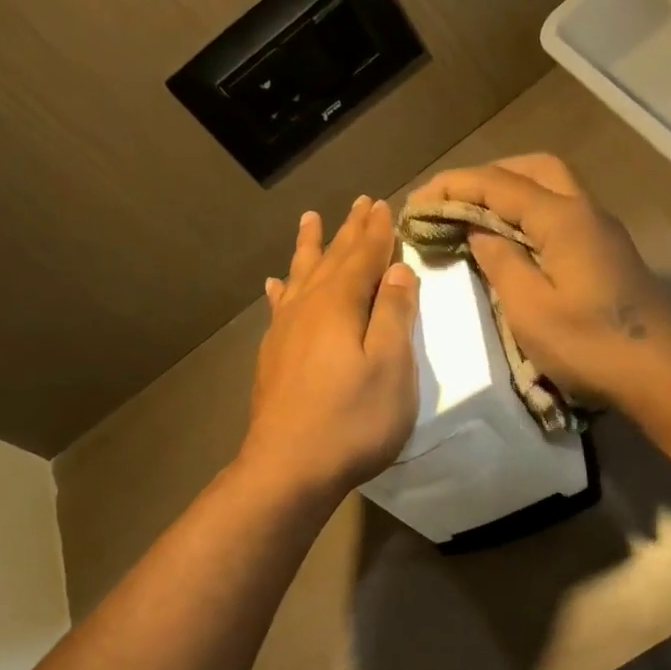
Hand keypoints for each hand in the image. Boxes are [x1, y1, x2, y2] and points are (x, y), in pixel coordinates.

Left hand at [239, 196, 419, 502]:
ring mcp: (284, 332)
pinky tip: (276, 284)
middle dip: (348, 231)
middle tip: (359, 202)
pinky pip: (279, 307)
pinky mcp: (273, 357)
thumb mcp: (392, 367)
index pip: (364, 256)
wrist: (289, 467)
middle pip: (331, 260)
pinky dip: (282, 290)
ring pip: (300, 276)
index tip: (385, 204)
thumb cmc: (352, 420)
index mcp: (340, 305)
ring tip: (310, 220)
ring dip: (310, 248)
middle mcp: (308, 308)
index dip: (377, 231)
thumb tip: (397, 269)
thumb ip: (395, 315)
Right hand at [410, 154, 670, 403]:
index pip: (498, 184)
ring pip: (553, 188)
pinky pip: (564, 214)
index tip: (416, 202)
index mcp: (562, 217)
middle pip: (532, 170)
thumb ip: (500, 262)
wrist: (662, 372)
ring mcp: (603, 231)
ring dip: (512, 193)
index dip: (453, 187)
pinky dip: (532, 215)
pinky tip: (516, 242)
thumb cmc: (590, 345)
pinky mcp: (610, 255)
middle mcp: (585, 211)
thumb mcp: (530, 309)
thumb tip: (480, 232)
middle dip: (486, 177)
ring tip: (477, 218)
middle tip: (451, 203)